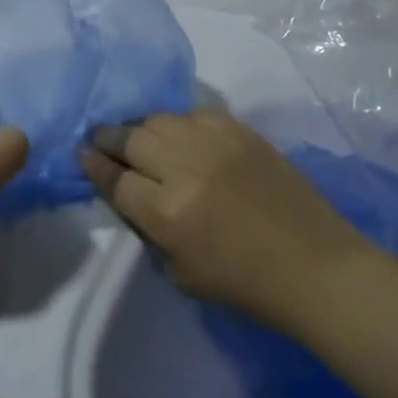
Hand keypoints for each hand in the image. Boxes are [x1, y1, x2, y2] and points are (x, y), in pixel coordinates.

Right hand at [82, 110, 370, 336]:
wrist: (316, 267)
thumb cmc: (245, 285)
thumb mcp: (180, 272)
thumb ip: (148, 228)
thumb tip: (128, 193)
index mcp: (166, 213)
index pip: (114, 179)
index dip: (93, 165)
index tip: (82, 154)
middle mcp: (184, 169)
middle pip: (129, 138)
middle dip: (109, 139)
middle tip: (102, 140)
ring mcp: (214, 143)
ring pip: (159, 119)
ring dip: (142, 129)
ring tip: (140, 137)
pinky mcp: (239, 130)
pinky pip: (194, 113)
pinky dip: (180, 124)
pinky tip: (181, 136)